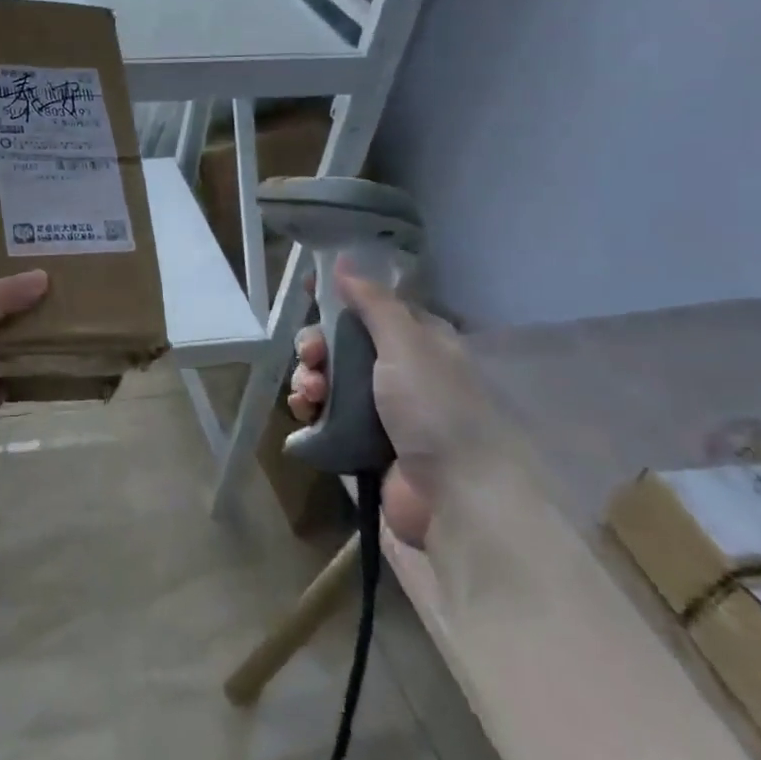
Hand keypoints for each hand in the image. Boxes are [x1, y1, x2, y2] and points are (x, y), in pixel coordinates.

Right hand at [287, 258, 490, 546]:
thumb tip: (343, 262)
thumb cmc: (435, 409)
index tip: (308, 290)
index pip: (375, 306)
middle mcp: (402, 371)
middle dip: (318, 344)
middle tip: (310, 356)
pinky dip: (310, 409)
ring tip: (308, 394)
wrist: (456, 497)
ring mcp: (382, 409)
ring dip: (309, 378)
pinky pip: (326, 415)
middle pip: (344, 343)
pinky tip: (304, 413)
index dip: (342, 296)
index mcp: (421, 342)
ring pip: (330, 379)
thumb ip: (373, 303)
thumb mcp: (407, 345)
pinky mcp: (363, 442)